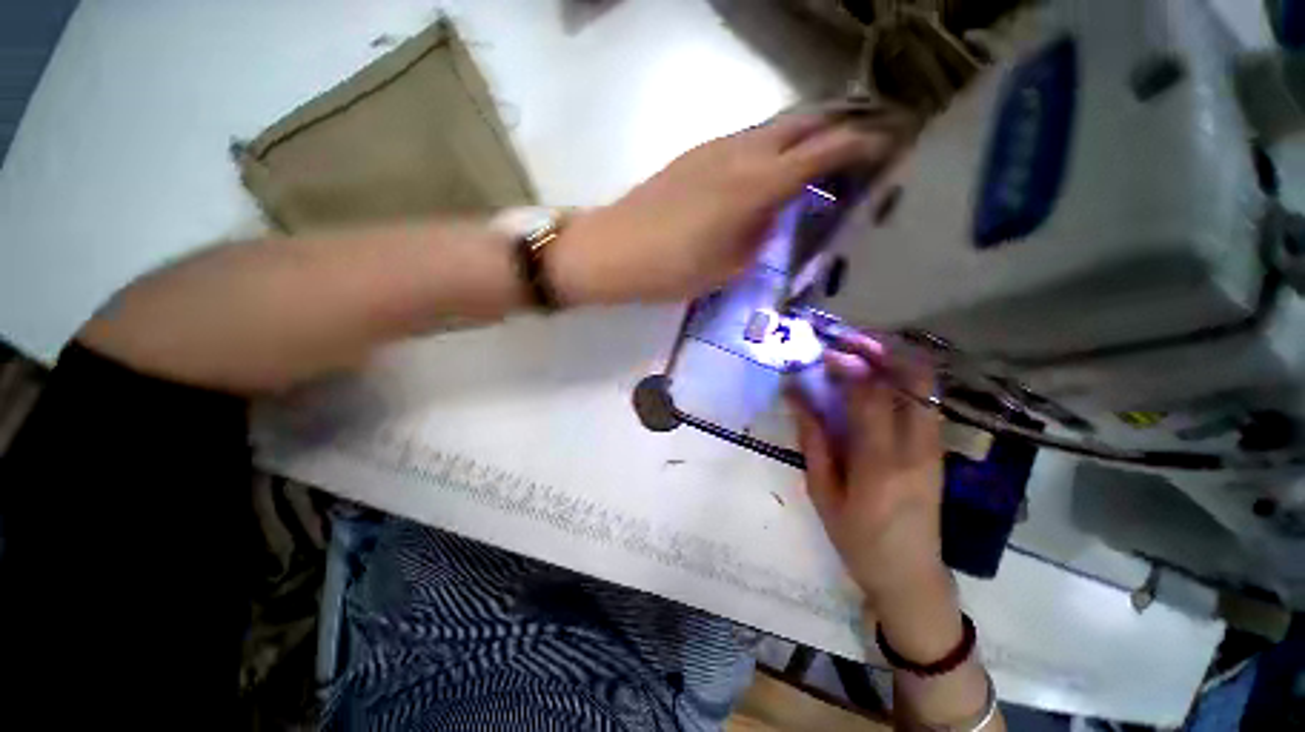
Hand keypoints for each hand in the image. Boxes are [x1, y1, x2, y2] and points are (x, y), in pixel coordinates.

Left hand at [549, 115, 899, 303]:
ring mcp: (715, 147)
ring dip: (805, 134)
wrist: (611, 251)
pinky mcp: (695, 154)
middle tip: (864, 146)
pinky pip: (748, 139)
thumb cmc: (669, 270)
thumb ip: (760, 236)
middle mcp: (740, 151)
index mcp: (755, 184)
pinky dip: (773, 146)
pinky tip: (772, 169)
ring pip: (775, 126)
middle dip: (840, 126)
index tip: (891, 148)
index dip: (863, 144)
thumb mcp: (728, 267)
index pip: (825, 149)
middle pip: (805, 121)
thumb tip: (776, 213)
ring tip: (824, 157)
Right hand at [789, 333, 946, 603]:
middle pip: (914, 381)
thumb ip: (813, 440)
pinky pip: (924, 402)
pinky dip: (902, 380)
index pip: (870, 397)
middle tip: (850, 341)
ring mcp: (934, 448)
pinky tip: (877, 379)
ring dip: (895, 361)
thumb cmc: (857, 539)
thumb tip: (796, 397)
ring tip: (861, 352)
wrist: (911, 576)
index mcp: (880, 463)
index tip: (827, 350)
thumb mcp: (823, 493)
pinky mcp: (937, 451)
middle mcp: (916, 448)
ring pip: (924, 387)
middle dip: (883, 351)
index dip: (850, 366)